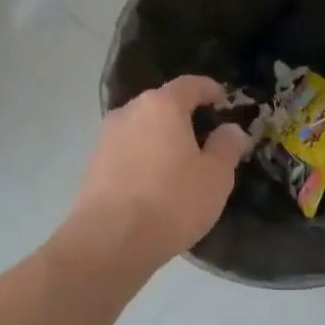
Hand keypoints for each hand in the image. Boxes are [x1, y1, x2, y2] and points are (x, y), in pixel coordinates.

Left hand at [71, 76, 249, 265]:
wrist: (111, 240)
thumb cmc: (173, 201)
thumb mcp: (216, 176)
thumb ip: (227, 146)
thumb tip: (230, 129)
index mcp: (162, 106)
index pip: (190, 84)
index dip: (210, 90)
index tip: (224, 101)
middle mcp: (129, 112)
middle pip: (162, 105)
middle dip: (185, 116)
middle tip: (206, 138)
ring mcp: (106, 137)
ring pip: (143, 129)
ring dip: (162, 139)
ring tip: (181, 165)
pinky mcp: (93, 165)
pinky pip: (128, 151)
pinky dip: (145, 158)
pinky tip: (156, 184)